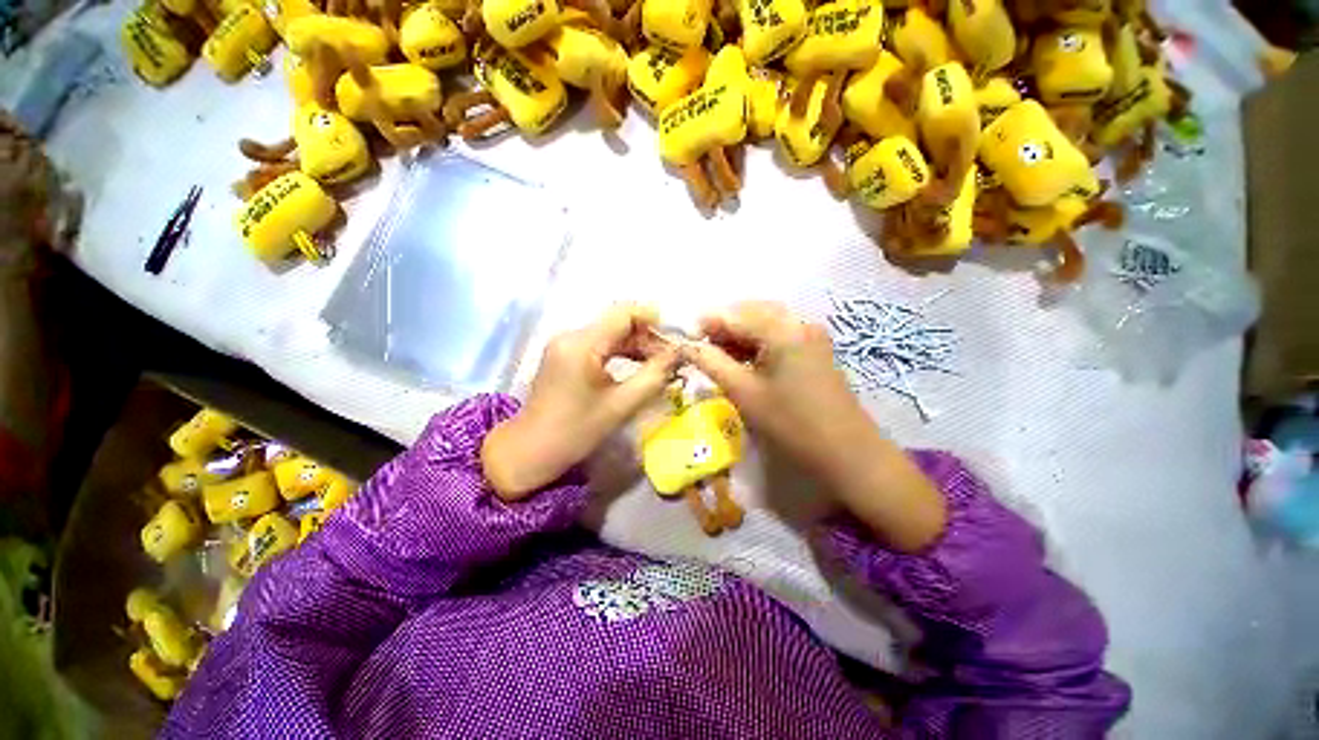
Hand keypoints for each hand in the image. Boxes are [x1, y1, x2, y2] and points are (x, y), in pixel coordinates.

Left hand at [482, 305, 678, 500]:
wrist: (531, 451)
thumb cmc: (575, 432)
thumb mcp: (620, 406)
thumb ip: (653, 376)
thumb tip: (677, 354)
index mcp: (581, 345)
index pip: (623, 313)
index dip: (652, 319)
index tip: (674, 337)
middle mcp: (571, 336)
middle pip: (617, 322)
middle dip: (647, 336)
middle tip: (671, 356)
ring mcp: (565, 344)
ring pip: (609, 333)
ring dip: (635, 344)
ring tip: (659, 362)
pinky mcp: (565, 354)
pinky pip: (599, 344)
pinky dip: (620, 352)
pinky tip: (637, 365)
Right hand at [685, 302, 945, 551]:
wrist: (848, 452)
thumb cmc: (792, 424)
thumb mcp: (745, 393)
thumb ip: (713, 364)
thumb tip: (687, 346)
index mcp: (782, 330)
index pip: (735, 315)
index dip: (707, 323)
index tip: (686, 340)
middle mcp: (799, 323)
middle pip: (751, 312)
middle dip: (723, 326)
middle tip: (702, 348)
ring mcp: (810, 335)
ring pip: (765, 323)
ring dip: (740, 334)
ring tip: (719, 355)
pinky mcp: (815, 349)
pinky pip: (779, 335)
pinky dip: (757, 343)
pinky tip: (744, 359)